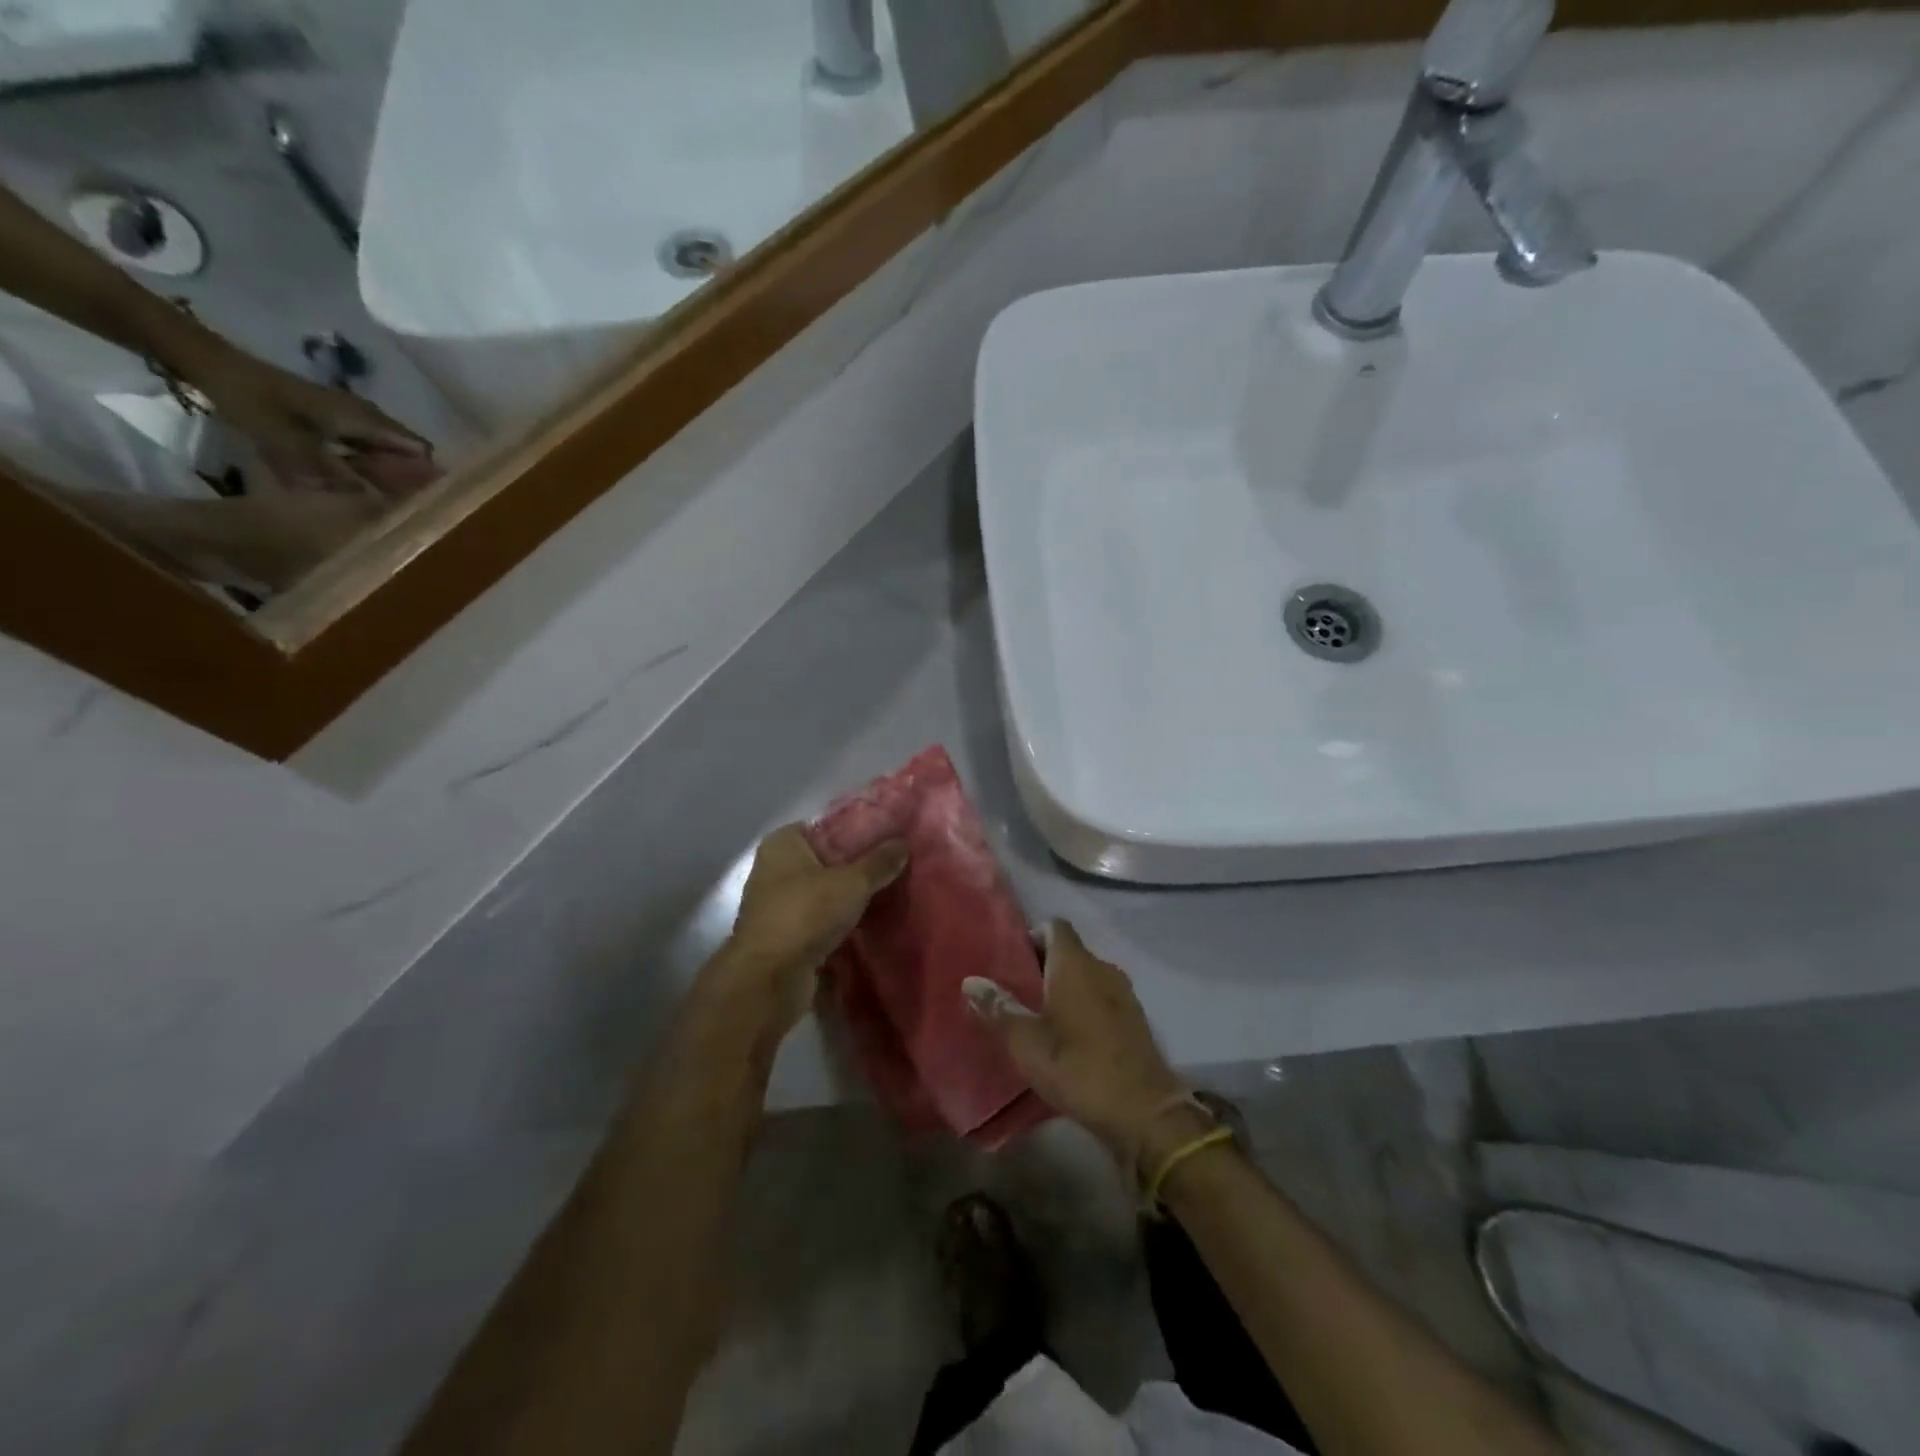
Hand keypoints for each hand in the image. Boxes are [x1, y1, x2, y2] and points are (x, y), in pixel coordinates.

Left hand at [171, 333, 432, 498]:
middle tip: (400, 511)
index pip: (419, 449)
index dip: (428, 475)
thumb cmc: (251, 399)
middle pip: (405, 454)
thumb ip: (330, 473)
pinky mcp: (331, 420)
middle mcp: (366, 417)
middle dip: (408, 481)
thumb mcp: (287, 441)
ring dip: (384, 477)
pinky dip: (363, 468)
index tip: (425, 503)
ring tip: (380, 504)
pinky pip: (362, 449)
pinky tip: (350, 484)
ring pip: (384, 453)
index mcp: (365, 419)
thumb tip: (371, 500)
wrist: (210, 363)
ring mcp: (349, 418)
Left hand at [709, 825, 908, 1040]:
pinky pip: (818, 919)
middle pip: (824, 860)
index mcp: (782, 844)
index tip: (886, 839)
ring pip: (822, 892)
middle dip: (854, 866)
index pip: (824, 826)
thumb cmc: (806, 914)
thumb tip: (903, 844)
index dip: (855, 831)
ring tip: (886, 894)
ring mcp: (776, 904)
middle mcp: (773, 869)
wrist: (770, 978)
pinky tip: (867, 922)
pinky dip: (838, 921)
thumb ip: (879, 862)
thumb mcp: (853, 882)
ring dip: (847, 897)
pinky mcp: (783, 935)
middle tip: (892, 868)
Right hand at [965, 921, 1185, 1160]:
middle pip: (1068, 951)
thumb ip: (998, 1008)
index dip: (1030, 936)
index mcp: (1075, 964)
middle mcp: (1102, 968)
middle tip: (1014, 990)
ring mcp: (1123, 993)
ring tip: (1036, 1014)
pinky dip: (1083, 1006)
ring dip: (1063, 988)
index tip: (1010, 959)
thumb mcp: (1027, 1042)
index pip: (1053, 927)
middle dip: (1042, 965)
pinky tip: (1067, 1036)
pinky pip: (1101, 998)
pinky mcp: (1134, 1019)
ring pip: (1086, 976)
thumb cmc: (1078, 1068)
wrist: (1144, 1112)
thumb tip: (970, 981)